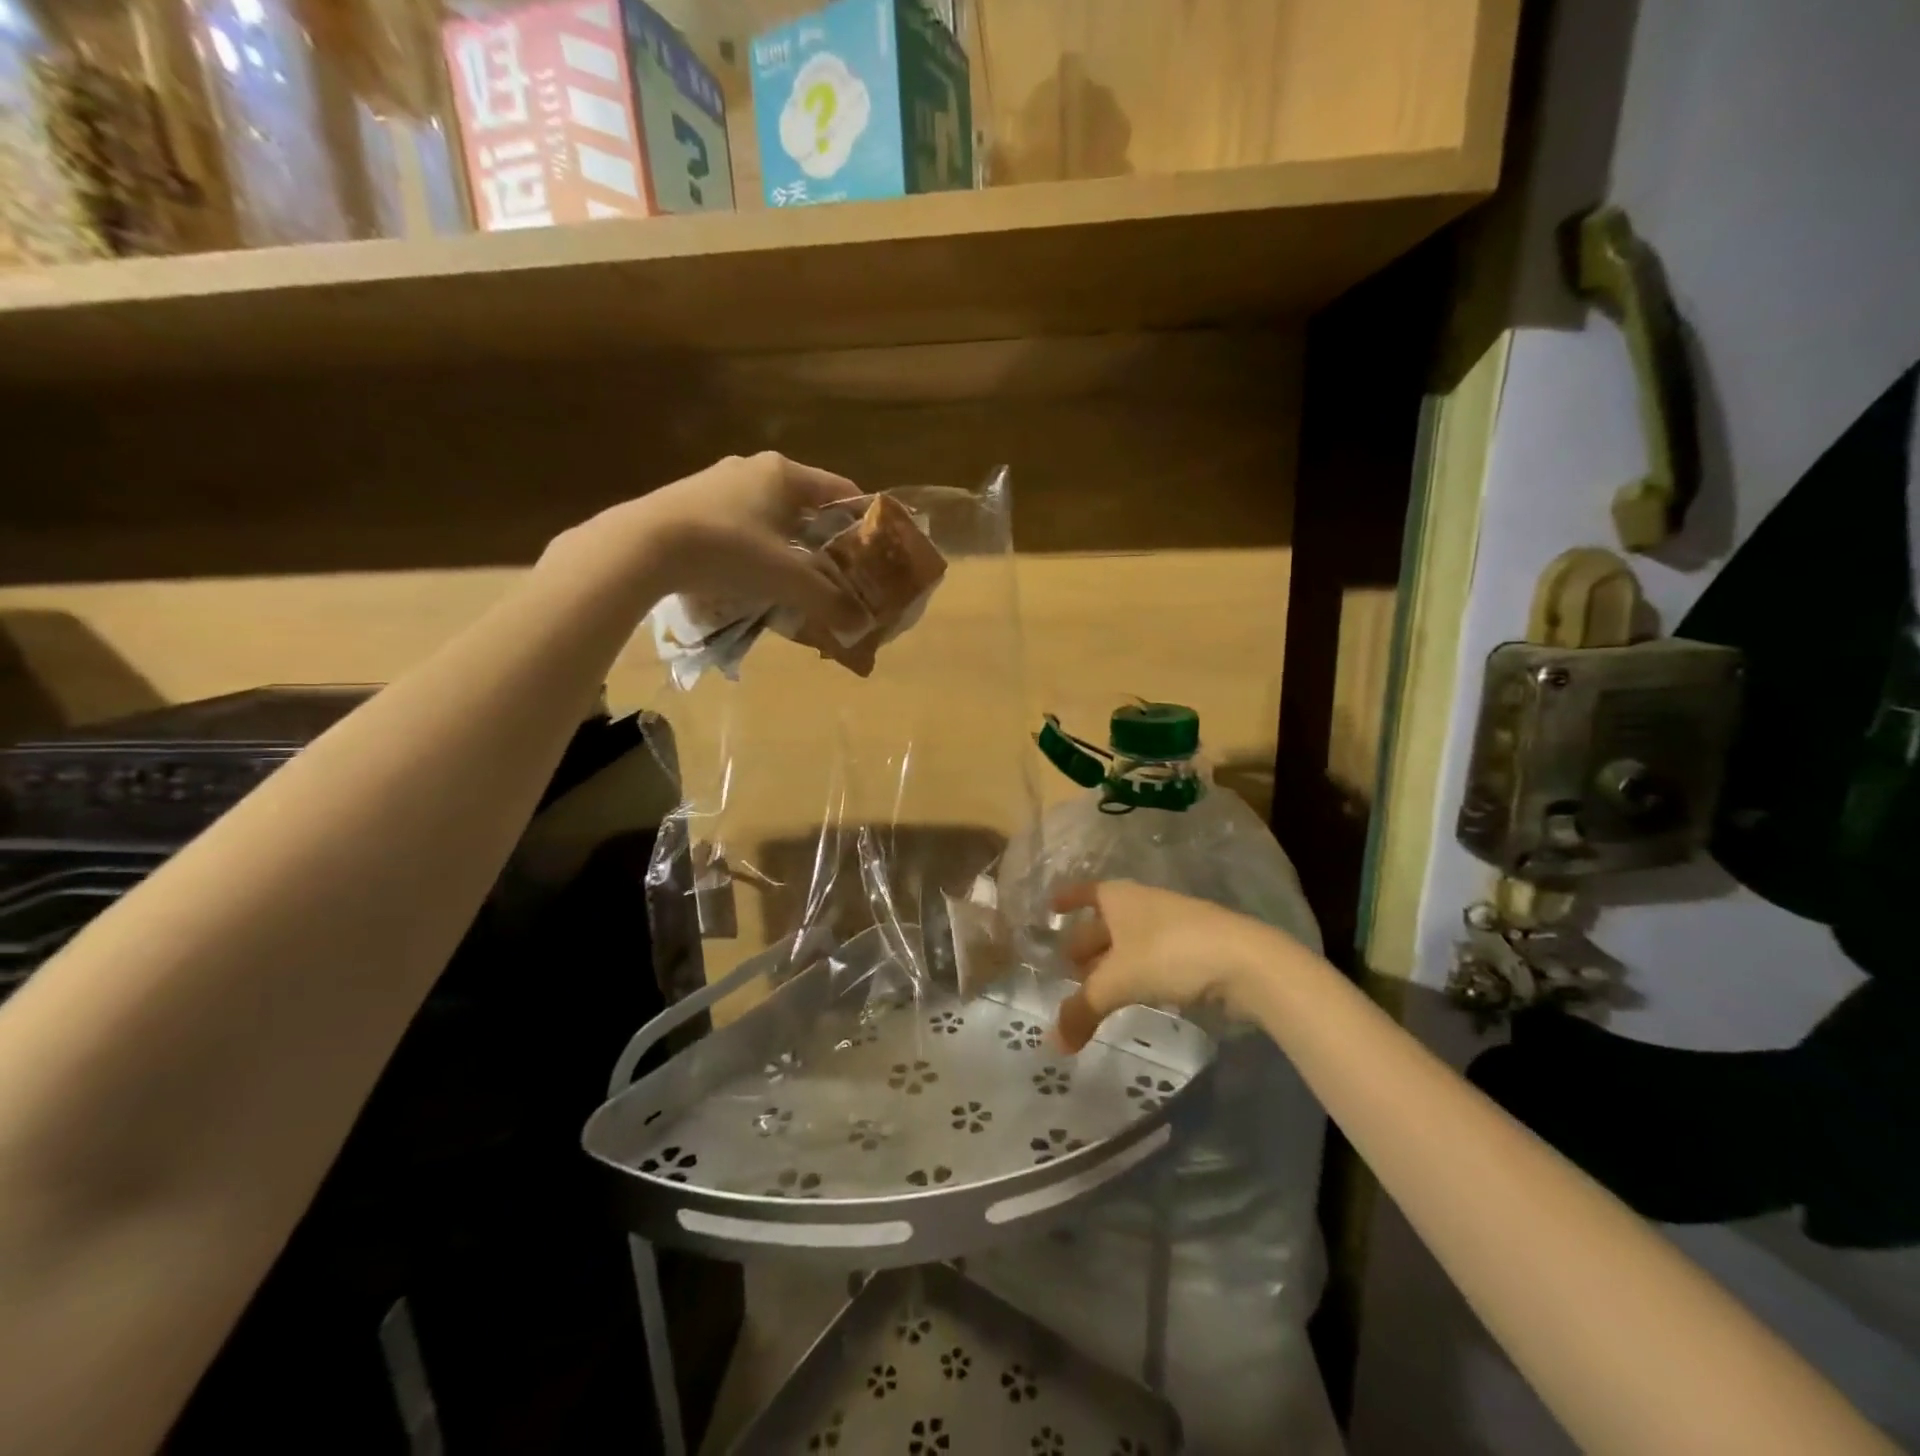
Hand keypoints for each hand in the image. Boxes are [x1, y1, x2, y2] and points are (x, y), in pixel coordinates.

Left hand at [543, 451, 869, 639]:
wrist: (643, 545)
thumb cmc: (729, 549)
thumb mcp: (787, 579)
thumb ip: (828, 600)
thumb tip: (859, 625)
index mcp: (785, 473)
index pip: (840, 489)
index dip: (862, 519)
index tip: (875, 549)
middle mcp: (754, 468)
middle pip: (806, 504)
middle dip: (825, 538)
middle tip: (840, 572)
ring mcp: (718, 482)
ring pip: (771, 514)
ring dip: (789, 544)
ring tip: (798, 579)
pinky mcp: (692, 501)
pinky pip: (740, 523)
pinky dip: (756, 546)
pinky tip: (752, 575)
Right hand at [1052, 880, 1276, 1051]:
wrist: (1245, 962)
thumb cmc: (1169, 955)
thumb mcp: (1117, 983)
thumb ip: (1083, 1010)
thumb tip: (1054, 1043)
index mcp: (1120, 898)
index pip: (1086, 892)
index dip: (1068, 899)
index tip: (1050, 906)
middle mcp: (1143, 905)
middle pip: (1106, 921)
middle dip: (1085, 942)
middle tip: (1066, 967)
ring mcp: (1172, 926)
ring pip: (1130, 941)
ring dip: (1110, 962)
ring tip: (1095, 987)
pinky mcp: (1195, 950)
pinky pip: (1153, 957)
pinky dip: (1136, 972)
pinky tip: (1134, 992)